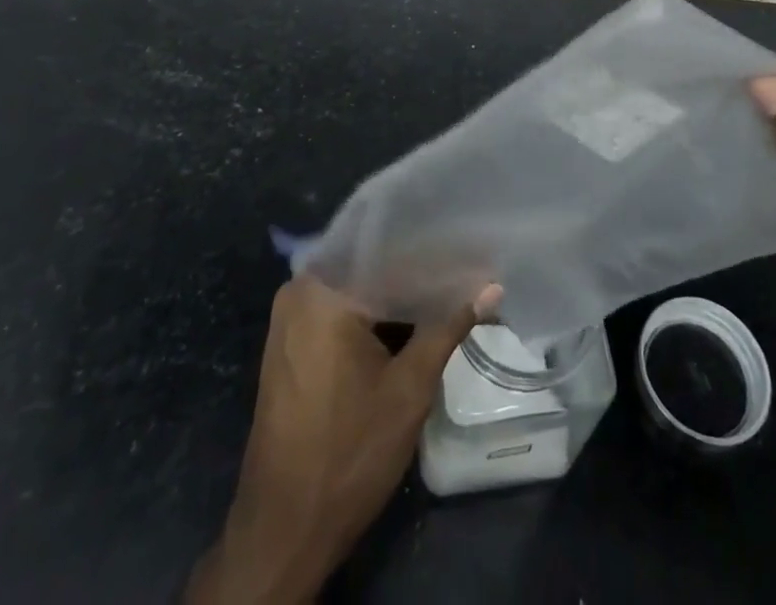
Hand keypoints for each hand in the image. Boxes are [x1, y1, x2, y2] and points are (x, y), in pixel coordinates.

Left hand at [185, 276, 495, 604]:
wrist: (283, 531)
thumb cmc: (348, 453)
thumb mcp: (409, 387)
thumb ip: (449, 326)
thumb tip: (492, 286)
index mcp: (323, 289)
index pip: (386, 247)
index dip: (431, 249)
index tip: (470, 245)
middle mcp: (300, 291)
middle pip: (369, 266)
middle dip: (417, 269)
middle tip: (466, 265)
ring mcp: (290, 319)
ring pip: (356, 289)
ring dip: (397, 294)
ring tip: (448, 286)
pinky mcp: (291, 345)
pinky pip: (340, 311)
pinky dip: (374, 315)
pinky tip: (412, 319)